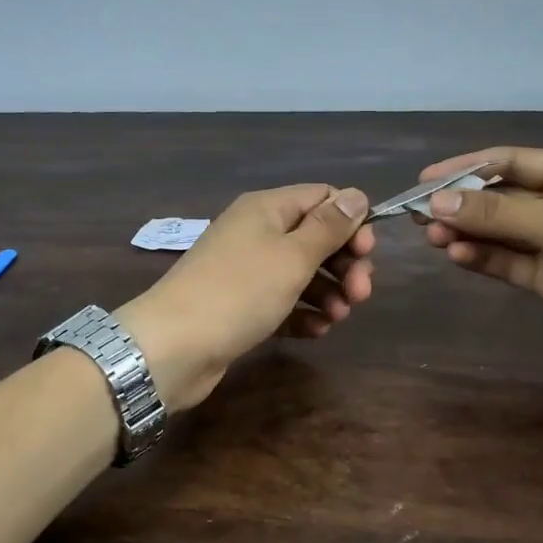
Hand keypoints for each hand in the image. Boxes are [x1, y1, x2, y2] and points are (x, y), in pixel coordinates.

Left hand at [118, 184, 374, 411]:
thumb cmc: (239, 292)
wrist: (173, 347)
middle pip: (315, 238)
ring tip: (337, 318)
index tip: (368, 253)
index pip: (321, 198)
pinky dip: (303, 314)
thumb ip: (329, 227)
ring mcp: (247, 272)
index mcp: (267, 209)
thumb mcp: (292, 256)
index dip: (350, 221)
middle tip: (360, 295)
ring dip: (327, 293)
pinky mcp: (242, 307)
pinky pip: (283, 303)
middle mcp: (257, 233)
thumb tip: (357, 194)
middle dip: (343, 264)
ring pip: (302, 274)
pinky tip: (316, 332)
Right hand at [418, 147, 542, 371]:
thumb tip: (436, 202)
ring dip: (468, 232)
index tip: (424, 179)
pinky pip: (508, 260)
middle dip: (462, 204)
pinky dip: (483, 257)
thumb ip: (497, 213)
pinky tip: (457, 256)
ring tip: (433, 238)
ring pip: (501, 231)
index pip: (511, 161)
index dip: (465, 167)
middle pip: (502, 196)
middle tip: (419, 215)